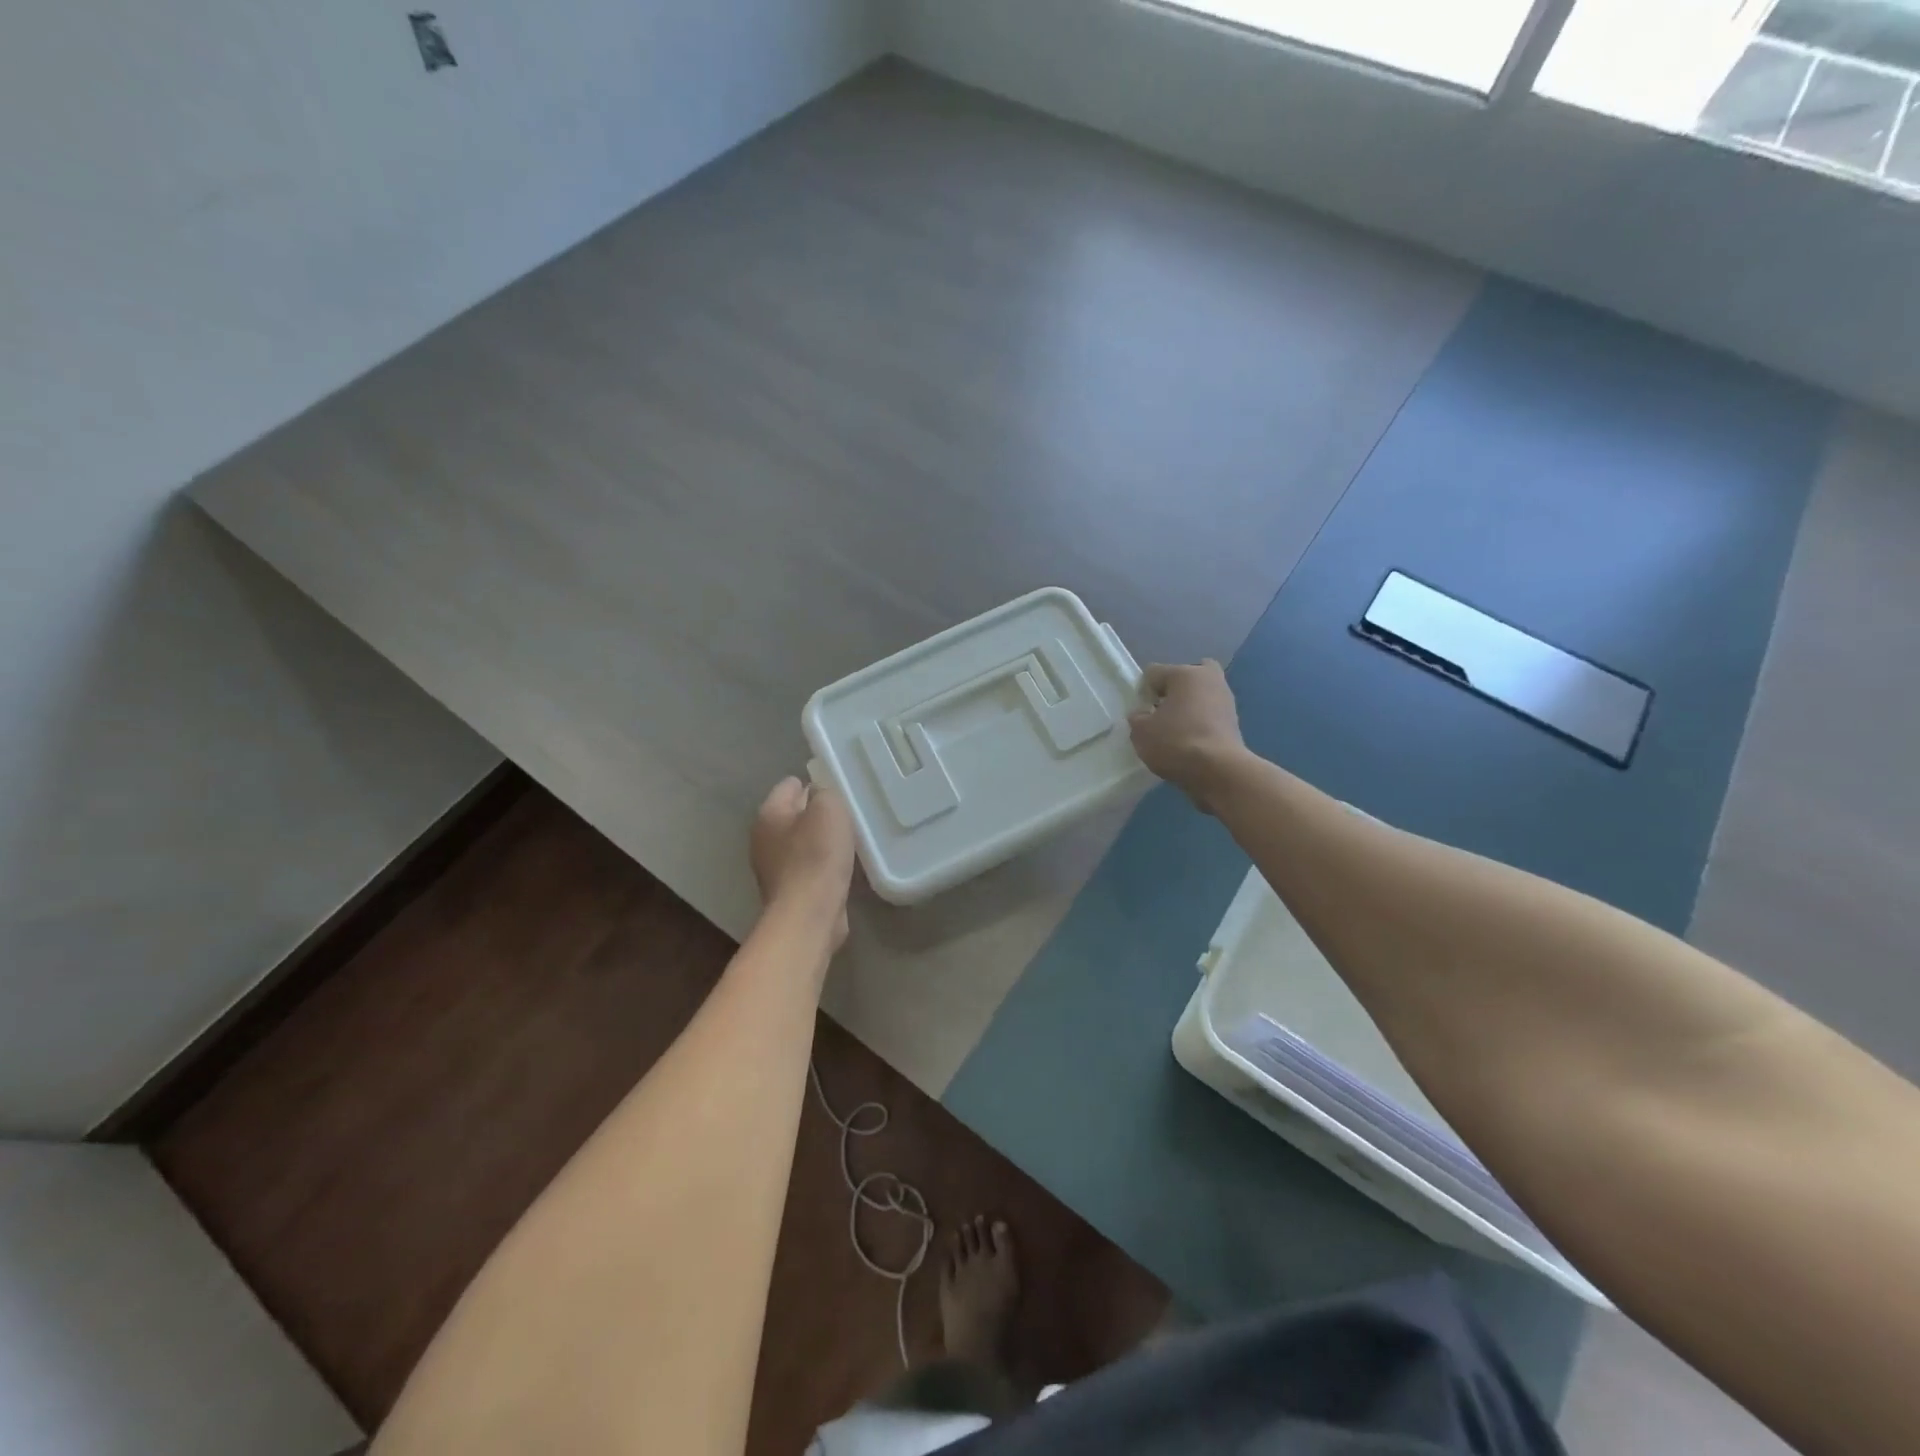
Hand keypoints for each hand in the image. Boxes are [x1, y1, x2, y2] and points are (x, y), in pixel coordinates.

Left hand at [750, 777, 855, 947]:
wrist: (809, 915)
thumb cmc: (817, 856)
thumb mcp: (829, 809)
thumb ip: (825, 793)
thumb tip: (820, 795)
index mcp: (768, 814)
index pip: (790, 785)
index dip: (816, 783)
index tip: (839, 791)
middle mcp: (764, 839)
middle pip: (795, 814)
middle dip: (818, 813)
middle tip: (847, 816)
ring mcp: (773, 868)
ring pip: (802, 842)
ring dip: (822, 841)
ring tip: (848, 842)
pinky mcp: (788, 891)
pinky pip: (808, 866)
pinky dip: (822, 865)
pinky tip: (840, 868)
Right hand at [1128, 661, 1246, 812]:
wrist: (1218, 771)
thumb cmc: (1176, 742)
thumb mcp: (1141, 731)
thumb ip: (1137, 718)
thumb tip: (1143, 715)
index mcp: (1185, 673)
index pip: (1153, 673)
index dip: (1142, 693)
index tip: (1141, 714)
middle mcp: (1209, 678)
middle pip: (1183, 678)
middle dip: (1172, 692)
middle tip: (1162, 714)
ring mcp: (1226, 700)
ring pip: (1199, 697)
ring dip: (1187, 708)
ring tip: (1174, 733)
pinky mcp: (1234, 722)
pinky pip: (1209, 716)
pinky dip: (1199, 724)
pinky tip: (1189, 743)